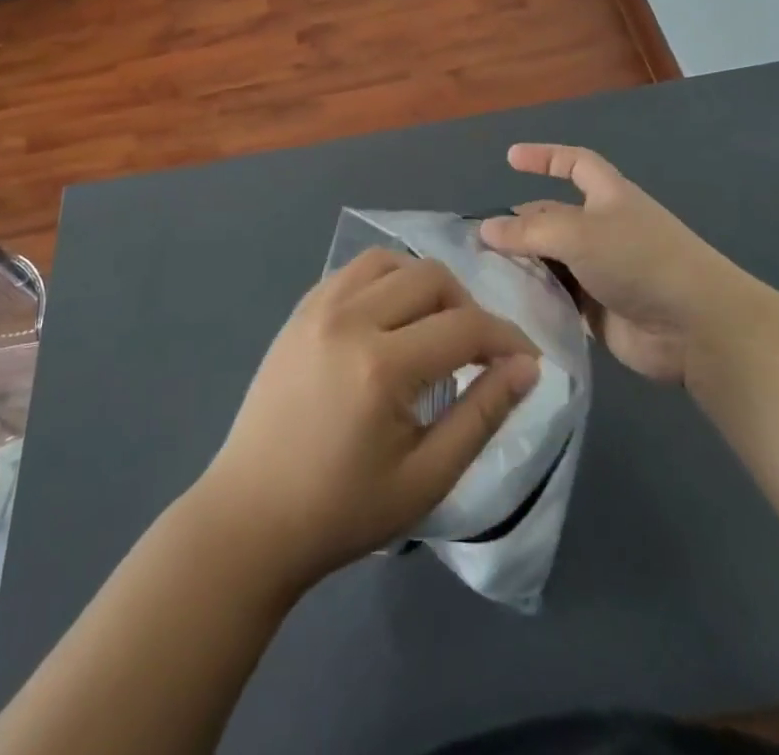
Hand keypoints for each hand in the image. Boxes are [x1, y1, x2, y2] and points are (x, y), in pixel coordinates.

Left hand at [193, 249, 539, 591]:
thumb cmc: (342, 510)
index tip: (527, 360)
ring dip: (425, 286)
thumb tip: (526, 368)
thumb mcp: (426, 477)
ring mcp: (318, 308)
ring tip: (433, 329)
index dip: (507, 338)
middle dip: (468, 308)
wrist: (251, 517)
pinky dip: (385, 281)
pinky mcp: (299, 310)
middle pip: (431, 277)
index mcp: (381, 366)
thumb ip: (482, 416)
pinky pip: (354, 270)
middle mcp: (349, 319)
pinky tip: (390, 321)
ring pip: (391, 261)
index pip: (465, 327)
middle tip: (476, 353)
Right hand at [479, 143, 746, 382]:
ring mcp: (602, 270)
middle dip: (521, 225)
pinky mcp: (599, 309)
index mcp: (608, 197)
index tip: (510, 158)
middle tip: (480, 242)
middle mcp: (603, 229)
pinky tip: (508, 304)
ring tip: (484, 275)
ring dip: (524, 265)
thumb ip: (529, 232)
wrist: (696, 328)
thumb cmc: (639, 260)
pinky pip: (559, 297)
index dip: (544, 156)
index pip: (574, 163)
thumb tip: (485, 229)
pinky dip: (537, 297)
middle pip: (553, 217)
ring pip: (552, 259)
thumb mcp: (579, 234)